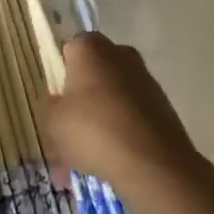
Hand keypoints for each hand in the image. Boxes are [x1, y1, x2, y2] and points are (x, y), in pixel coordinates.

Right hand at [38, 33, 207, 205]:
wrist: (154, 165)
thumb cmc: (93, 131)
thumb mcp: (53, 122)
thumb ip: (50, 106)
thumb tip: (59, 102)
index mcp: (90, 48)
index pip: (69, 50)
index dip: (60, 76)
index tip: (57, 103)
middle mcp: (120, 54)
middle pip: (93, 74)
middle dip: (81, 101)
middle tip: (68, 135)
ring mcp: (145, 80)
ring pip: (112, 98)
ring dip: (100, 121)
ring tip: (86, 162)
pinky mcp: (163, 106)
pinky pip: (132, 117)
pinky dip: (121, 134)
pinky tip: (110, 164)